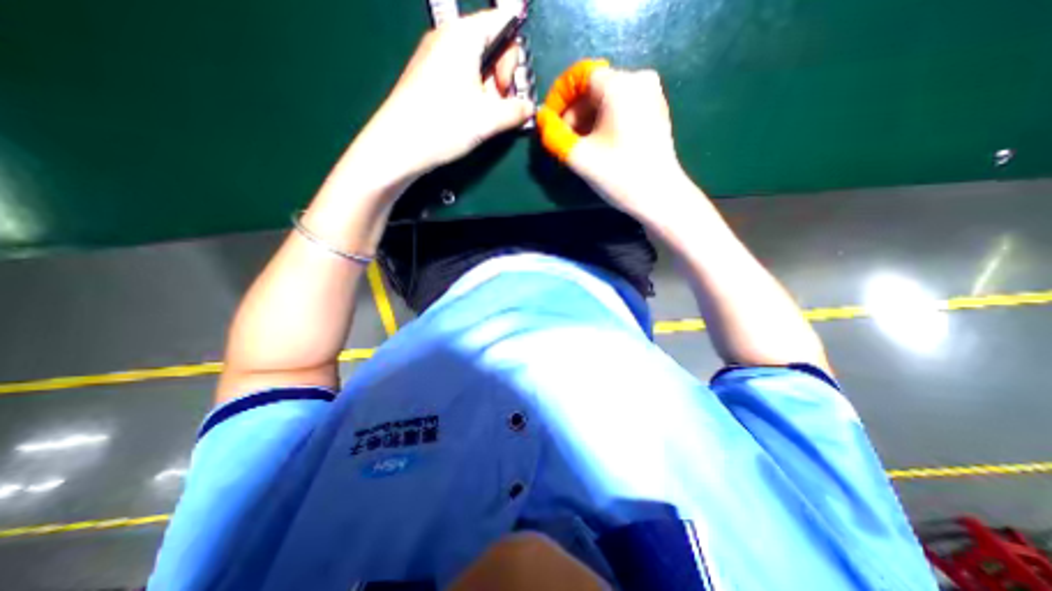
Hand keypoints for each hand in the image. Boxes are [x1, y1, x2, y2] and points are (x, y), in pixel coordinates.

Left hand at [347, 10, 533, 192]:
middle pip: (490, 44)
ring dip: (488, 91)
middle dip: (501, 76)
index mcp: (463, 35)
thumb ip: (516, 110)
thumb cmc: (445, 124)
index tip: (509, 86)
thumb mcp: (489, 119)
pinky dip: (473, 94)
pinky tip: (470, 117)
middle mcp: (447, 38)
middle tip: (498, 106)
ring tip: (484, 118)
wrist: (398, 146)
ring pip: (476, 65)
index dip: (514, 55)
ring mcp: (434, 57)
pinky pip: (460, 77)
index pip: (502, 22)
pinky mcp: (428, 77)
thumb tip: (529, 107)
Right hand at [536, 60, 692, 222]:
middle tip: (563, 140)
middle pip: (594, 88)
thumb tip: (541, 119)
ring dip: (587, 120)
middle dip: (573, 113)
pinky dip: (604, 121)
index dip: (559, 97)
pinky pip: (622, 107)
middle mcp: (639, 79)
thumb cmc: (619, 175)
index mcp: (620, 84)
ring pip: (607, 99)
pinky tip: (599, 144)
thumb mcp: (579, 156)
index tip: (549, 122)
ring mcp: (651, 94)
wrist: (660, 196)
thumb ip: (553, 134)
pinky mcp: (656, 111)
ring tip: (579, 146)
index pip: (579, 76)